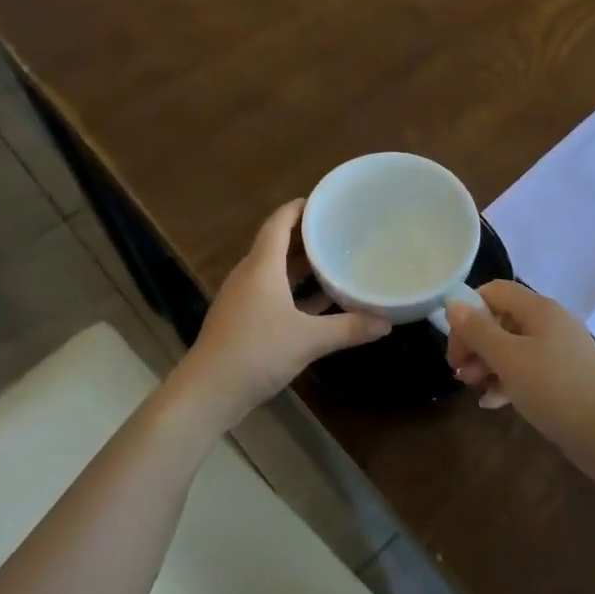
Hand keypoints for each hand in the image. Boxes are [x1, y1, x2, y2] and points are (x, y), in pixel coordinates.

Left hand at [173, 199, 390, 430]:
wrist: (208, 392)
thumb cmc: (257, 352)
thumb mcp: (309, 339)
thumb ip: (348, 328)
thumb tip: (386, 322)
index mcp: (262, 266)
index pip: (279, 222)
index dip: (300, 207)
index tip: (326, 201)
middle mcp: (250, 275)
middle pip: (277, 244)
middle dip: (307, 236)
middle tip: (341, 230)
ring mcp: (243, 299)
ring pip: (275, 271)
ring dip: (301, 265)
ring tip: (334, 261)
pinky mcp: (242, 320)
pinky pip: (272, 293)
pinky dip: (294, 292)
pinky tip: (319, 303)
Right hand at [446, 281, 594, 459]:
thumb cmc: (553, 388)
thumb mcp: (508, 357)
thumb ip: (478, 330)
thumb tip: (453, 303)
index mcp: (538, 309)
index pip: (493, 292)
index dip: (468, 312)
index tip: (455, 346)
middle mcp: (550, 322)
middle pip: (501, 320)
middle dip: (475, 343)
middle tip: (459, 372)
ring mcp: (559, 351)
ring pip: (512, 347)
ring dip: (487, 364)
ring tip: (471, 388)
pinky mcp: (564, 377)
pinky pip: (528, 370)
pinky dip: (507, 381)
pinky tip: (492, 403)